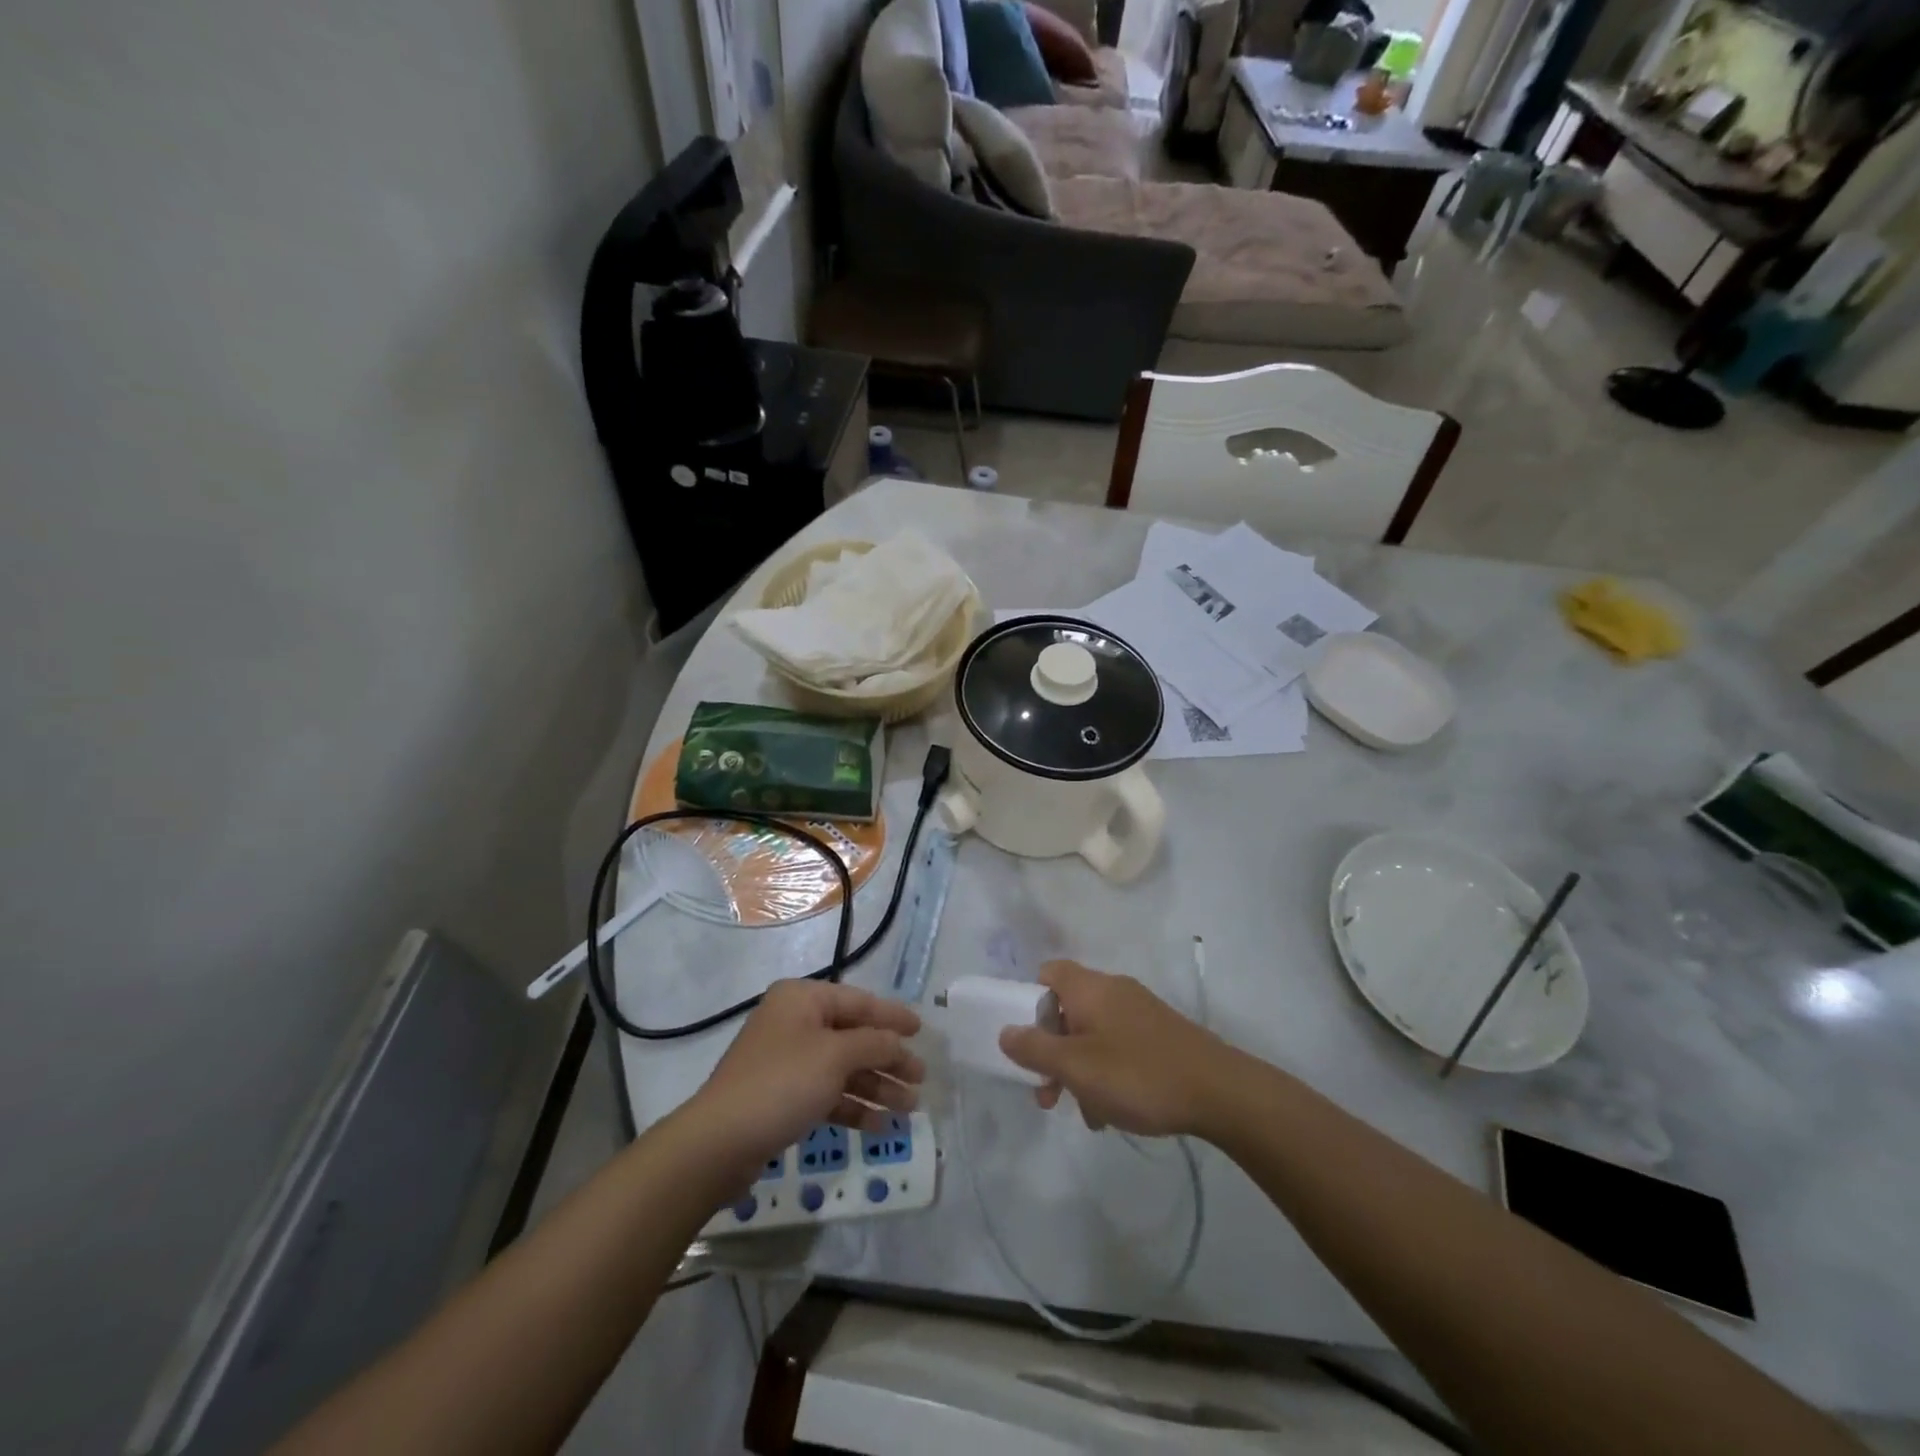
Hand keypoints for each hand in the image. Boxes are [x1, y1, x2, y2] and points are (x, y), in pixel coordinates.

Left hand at [687, 980, 923, 1174]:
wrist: (719, 1143)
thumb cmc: (782, 1083)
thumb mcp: (835, 1056)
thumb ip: (875, 1044)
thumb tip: (897, 1043)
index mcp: (802, 999)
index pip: (859, 1001)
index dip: (892, 1016)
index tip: (921, 1031)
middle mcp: (794, 1023)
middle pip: (853, 1037)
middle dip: (888, 1059)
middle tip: (920, 1079)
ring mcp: (787, 1061)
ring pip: (843, 1068)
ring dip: (876, 1086)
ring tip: (909, 1109)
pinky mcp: (782, 1097)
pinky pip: (827, 1093)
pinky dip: (852, 1106)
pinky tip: (878, 1125)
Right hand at [999, 960, 1234, 1137]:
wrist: (1219, 1092)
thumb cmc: (1137, 1074)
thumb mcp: (1076, 1067)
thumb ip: (1035, 1049)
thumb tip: (1005, 1031)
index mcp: (1089, 988)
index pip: (1047, 973)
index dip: (1029, 1001)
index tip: (1026, 1040)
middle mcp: (1113, 990)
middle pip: (1067, 1009)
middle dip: (1052, 1050)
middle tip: (1048, 1093)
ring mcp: (1140, 1011)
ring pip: (1093, 1034)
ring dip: (1080, 1069)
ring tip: (1086, 1113)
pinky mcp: (1160, 1035)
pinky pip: (1119, 1046)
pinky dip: (1108, 1072)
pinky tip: (1114, 1112)